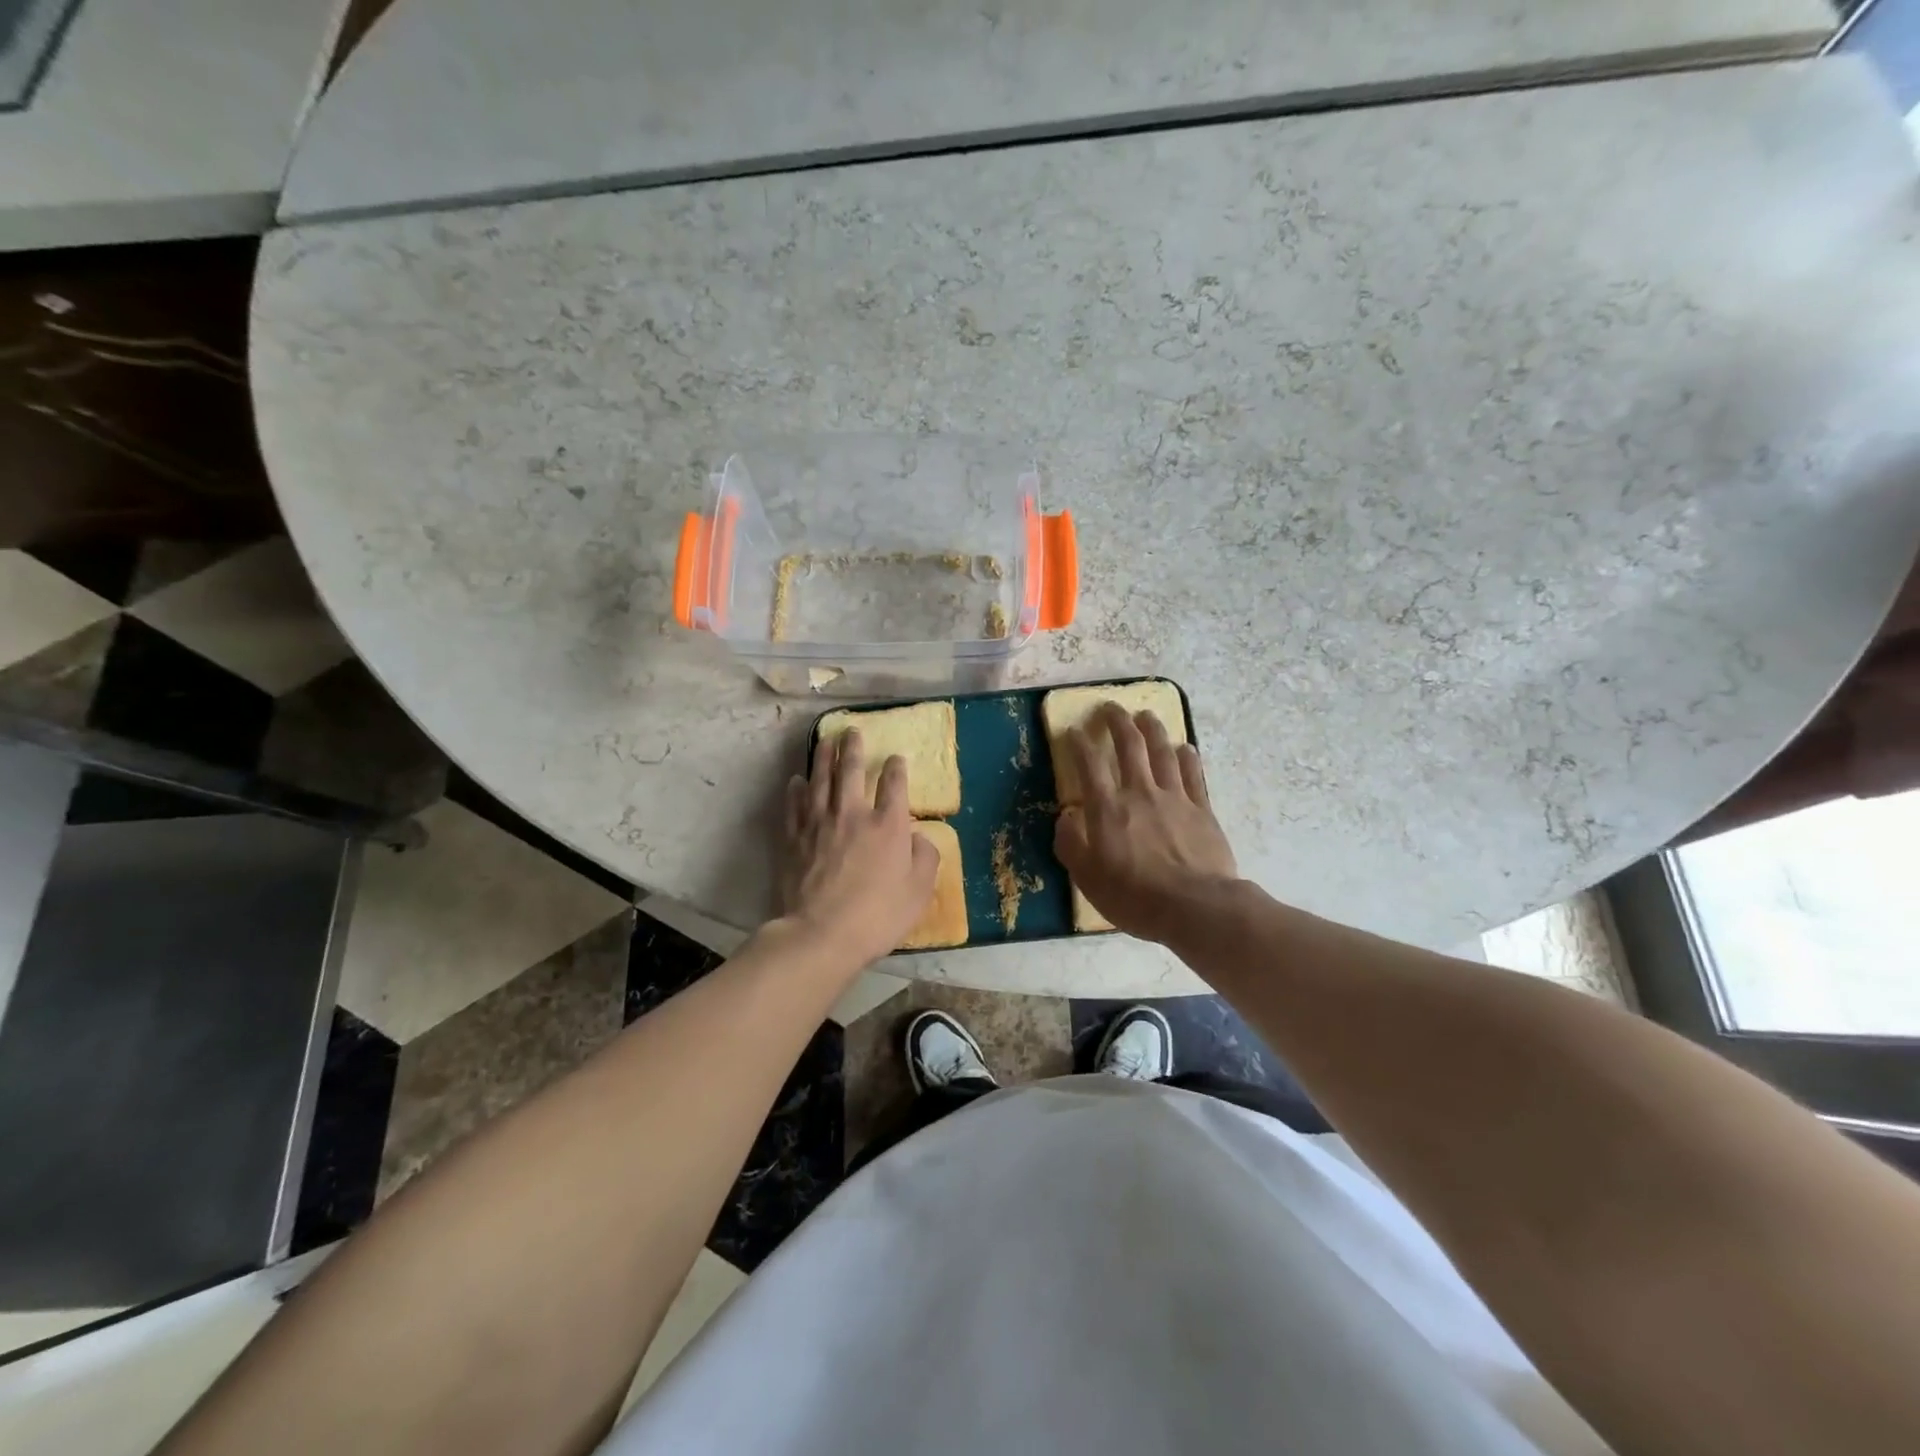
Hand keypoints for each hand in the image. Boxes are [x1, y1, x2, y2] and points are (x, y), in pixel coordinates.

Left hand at [782, 729, 939, 965]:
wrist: (822, 934)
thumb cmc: (878, 916)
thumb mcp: (919, 892)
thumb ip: (925, 858)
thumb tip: (919, 838)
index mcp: (888, 826)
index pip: (894, 785)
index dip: (896, 769)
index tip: (896, 758)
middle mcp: (853, 815)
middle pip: (851, 772)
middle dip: (852, 749)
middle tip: (851, 731)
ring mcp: (819, 824)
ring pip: (820, 780)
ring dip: (823, 758)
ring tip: (825, 740)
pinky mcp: (794, 839)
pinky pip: (794, 806)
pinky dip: (796, 790)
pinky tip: (797, 780)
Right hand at [1054, 703, 1239, 944]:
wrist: (1195, 907)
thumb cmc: (1134, 897)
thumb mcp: (1087, 879)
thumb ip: (1071, 844)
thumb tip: (1065, 818)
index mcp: (1108, 809)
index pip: (1088, 765)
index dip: (1079, 744)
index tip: (1073, 731)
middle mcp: (1140, 792)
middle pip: (1129, 745)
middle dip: (1117, 721)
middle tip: (1111, 707)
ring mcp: (1174, 797)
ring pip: (1163, 751)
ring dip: (1152, 729)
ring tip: (1146, 715)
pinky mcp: (1202, 809)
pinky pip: (1193, 774)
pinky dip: (1187, 756)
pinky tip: (1184, 747)